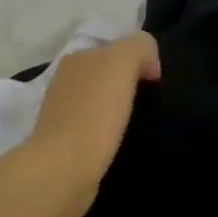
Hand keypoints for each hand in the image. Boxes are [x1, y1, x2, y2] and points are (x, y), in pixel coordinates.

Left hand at [19, 32, 161, 216]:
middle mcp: (65, 80)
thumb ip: (139, 47)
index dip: (141, 60)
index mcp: (77, 57)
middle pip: (107, 74)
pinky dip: (109, 131)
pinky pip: (95, 126)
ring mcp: (62, 112)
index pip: (116, 48)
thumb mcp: (121, 63)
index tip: (156, 83)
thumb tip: (149, 63)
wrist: (63, 169)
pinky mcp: (65, 142)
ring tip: (138, 124)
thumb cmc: (94, 113)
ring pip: (101, 100)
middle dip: (130, 84)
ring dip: (119, 108)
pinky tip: (119, 141)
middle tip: (150, 103)